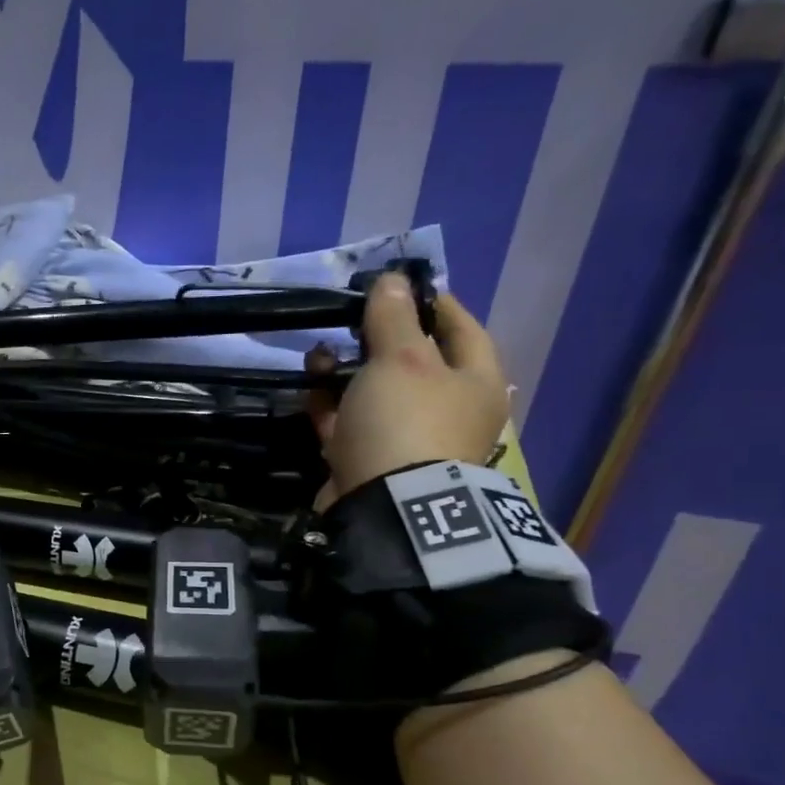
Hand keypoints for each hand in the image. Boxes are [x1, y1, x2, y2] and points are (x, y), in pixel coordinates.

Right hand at [306, 277, 508, 505]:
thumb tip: (393, 279)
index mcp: (476, 383)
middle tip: (349, 321)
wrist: (384, 505)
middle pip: (415, 363)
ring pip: (376, 394)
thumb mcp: (401, 358)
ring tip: (317, 356)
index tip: (401, 287)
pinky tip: (308, 389)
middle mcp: (449, 412)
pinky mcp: (373, 463)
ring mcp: (410, 441)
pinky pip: (351, 425)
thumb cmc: (406, 420)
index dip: (435, 304)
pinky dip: (330, 406)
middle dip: (378, 340)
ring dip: (347, 373)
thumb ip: (394, 317)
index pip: (464, 329)